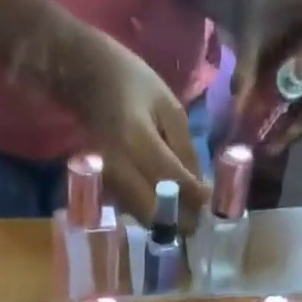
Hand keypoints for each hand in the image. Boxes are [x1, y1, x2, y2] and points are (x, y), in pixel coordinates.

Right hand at [70, 32, 209, 226]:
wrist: (91, 81)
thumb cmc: (136, 87)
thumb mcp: (170, 108)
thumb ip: (186, 150)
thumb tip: (199, 189)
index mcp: (137, 141)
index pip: (172, 180)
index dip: (195, 196)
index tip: (209, 199)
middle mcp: (120, 168)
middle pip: (154, 211)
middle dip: (180, 219)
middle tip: (198, 216)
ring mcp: (109, 182)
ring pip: (144, 217)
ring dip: (167, 220)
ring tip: (185, 210)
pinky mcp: (105, 190)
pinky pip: (134, 211)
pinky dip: (153, 213)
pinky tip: (165, 203)